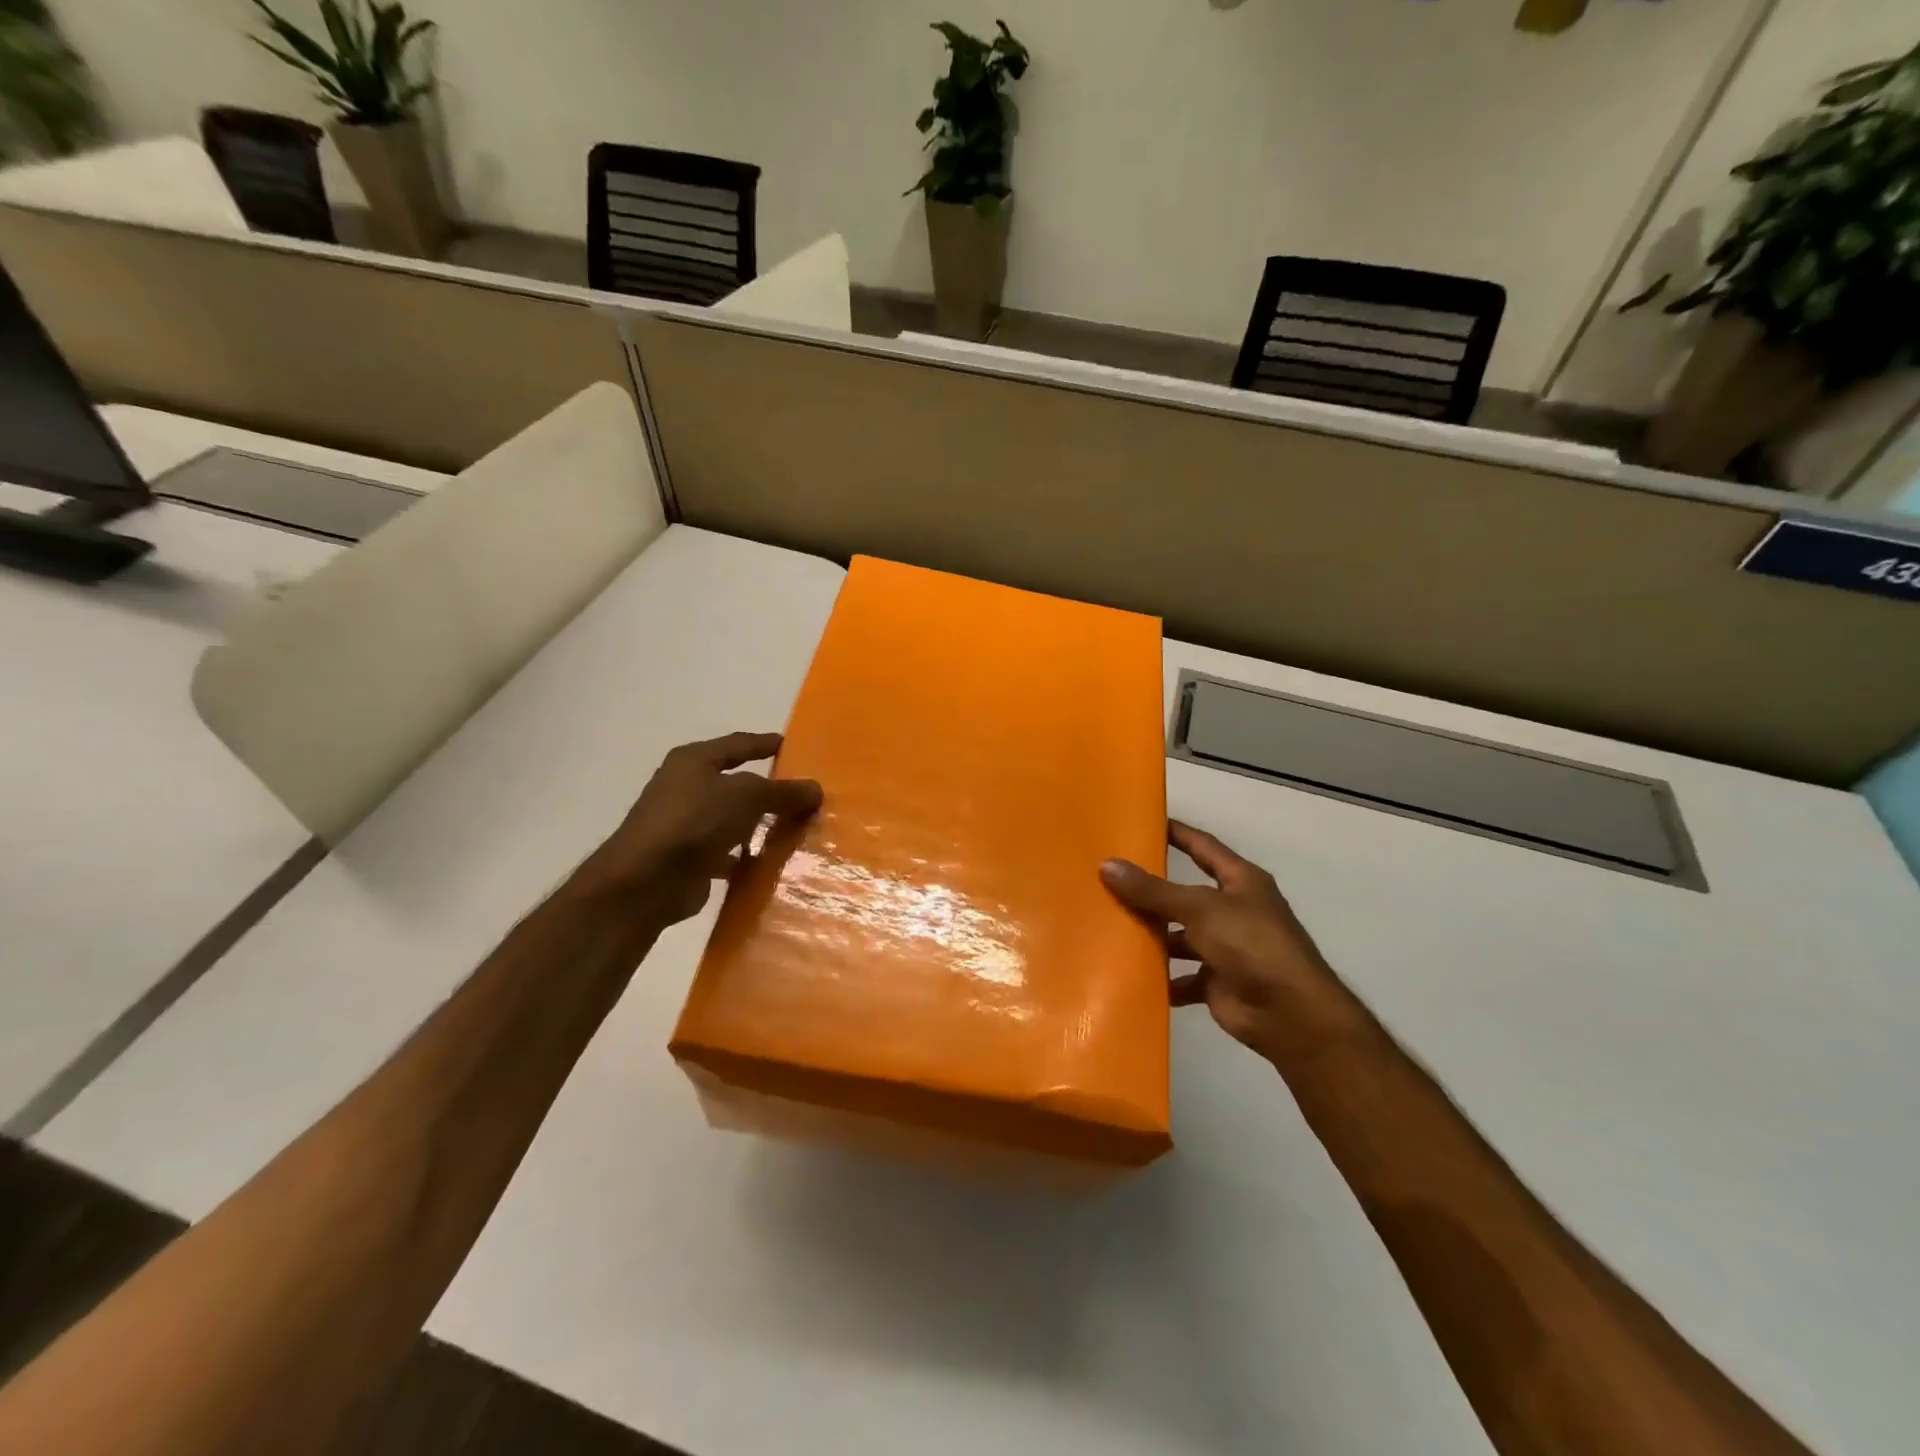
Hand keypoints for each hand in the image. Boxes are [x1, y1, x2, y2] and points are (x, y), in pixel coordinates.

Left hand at [578, 732, 822, 926]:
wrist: (645, 882)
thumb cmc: (694, 822)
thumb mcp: (746, 797)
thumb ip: (783, 792)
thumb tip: (816, 789)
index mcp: (693, 761)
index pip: (738, 745)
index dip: (765, 744)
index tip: (792, 746)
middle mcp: (685, 788)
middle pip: (736, 784)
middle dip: (768, 790)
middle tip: (804, 793)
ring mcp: (685, 826)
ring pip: (733, 820)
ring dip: (758, 825)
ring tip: (796, 829)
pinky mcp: (688, 860)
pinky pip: (727, 853)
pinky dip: (747, 857)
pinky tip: (772, 864)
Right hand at [1101, 821, 1366, 1066]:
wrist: (1290, 1015)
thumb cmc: (1252, 945)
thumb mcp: (1200, 908)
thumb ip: (1153, 891)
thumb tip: (1107, 866)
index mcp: (1240, 881)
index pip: (1203, 846)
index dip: (1176, 833)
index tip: (1142, 823)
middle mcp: (1233, 910)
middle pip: (1185, 895)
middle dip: (1152, 891)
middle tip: (1108, 880)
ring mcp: (1226, 948)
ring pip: (1180, 937)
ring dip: (1152, 936)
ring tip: (1109, 928)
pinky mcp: (1217, 982)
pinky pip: (1181, 976)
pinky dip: (1161, 978)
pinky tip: (1129, 974)